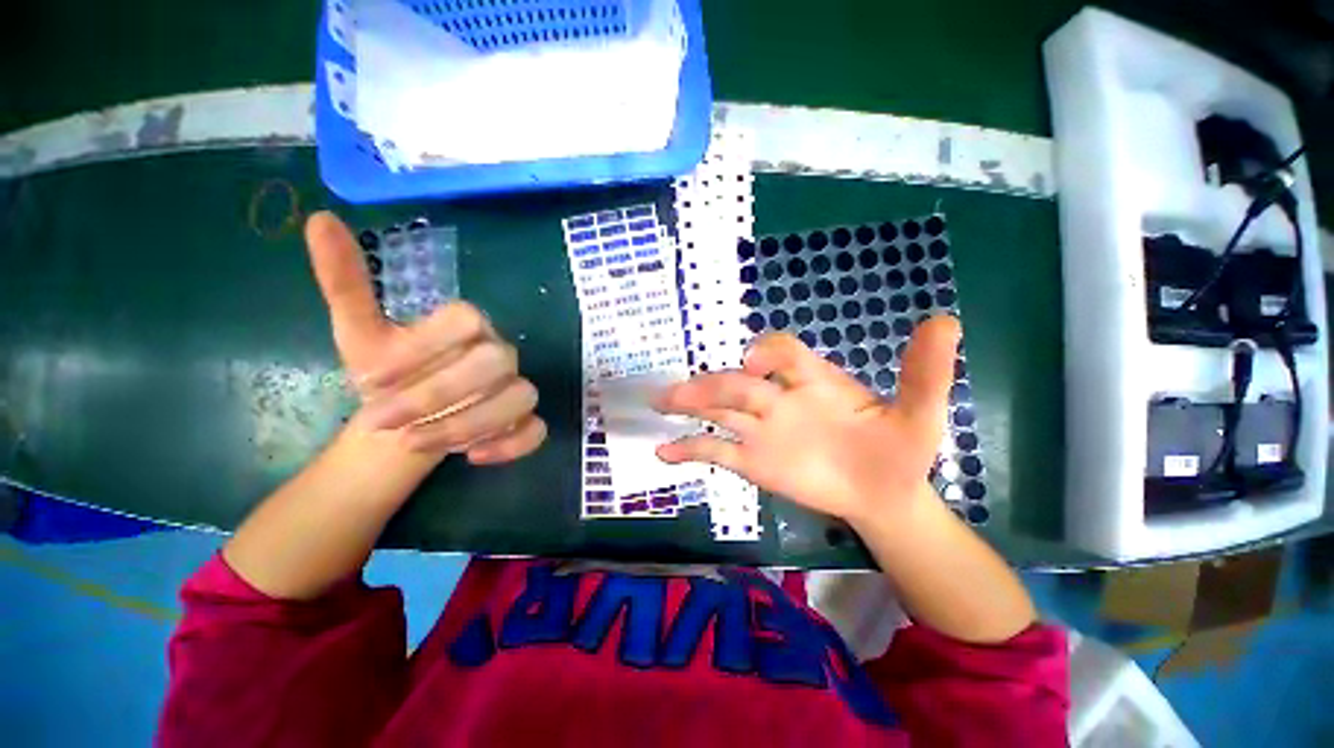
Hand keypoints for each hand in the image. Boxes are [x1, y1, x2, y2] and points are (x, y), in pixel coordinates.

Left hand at [305, 211, 545, 463]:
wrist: (402, 424)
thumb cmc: (385, 379)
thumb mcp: (358, 332)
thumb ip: (346, 281)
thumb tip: (320, 219)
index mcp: (467, 327)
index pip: (467, 320)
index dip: (424, 347)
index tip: (373, 378)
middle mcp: (499, 354)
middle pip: (496, 362)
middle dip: (439, 393)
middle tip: (385, 420)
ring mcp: (515, 389)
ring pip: (518, 398)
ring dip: (466, 424)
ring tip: (416, 443)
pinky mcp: (523, 422)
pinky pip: (535, 430)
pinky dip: (511, 445)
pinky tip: (474, 456)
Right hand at [654, 316, 960, 525]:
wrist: (884, 494)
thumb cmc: (898, 450)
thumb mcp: (919, 414)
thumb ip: (925, 373)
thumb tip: (945, 321)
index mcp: (813, 379)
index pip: (781, 352)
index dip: (764, 353)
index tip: (755, 368)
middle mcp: (779, 398)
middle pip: (737, 384)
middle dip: (708, 384)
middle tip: (675, 392)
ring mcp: (762, 430)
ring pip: (719, 411)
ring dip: (689, 406)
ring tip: (660, 405)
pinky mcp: (754, 460)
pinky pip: (717, 450)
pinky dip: (690, 448)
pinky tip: (665, 452)